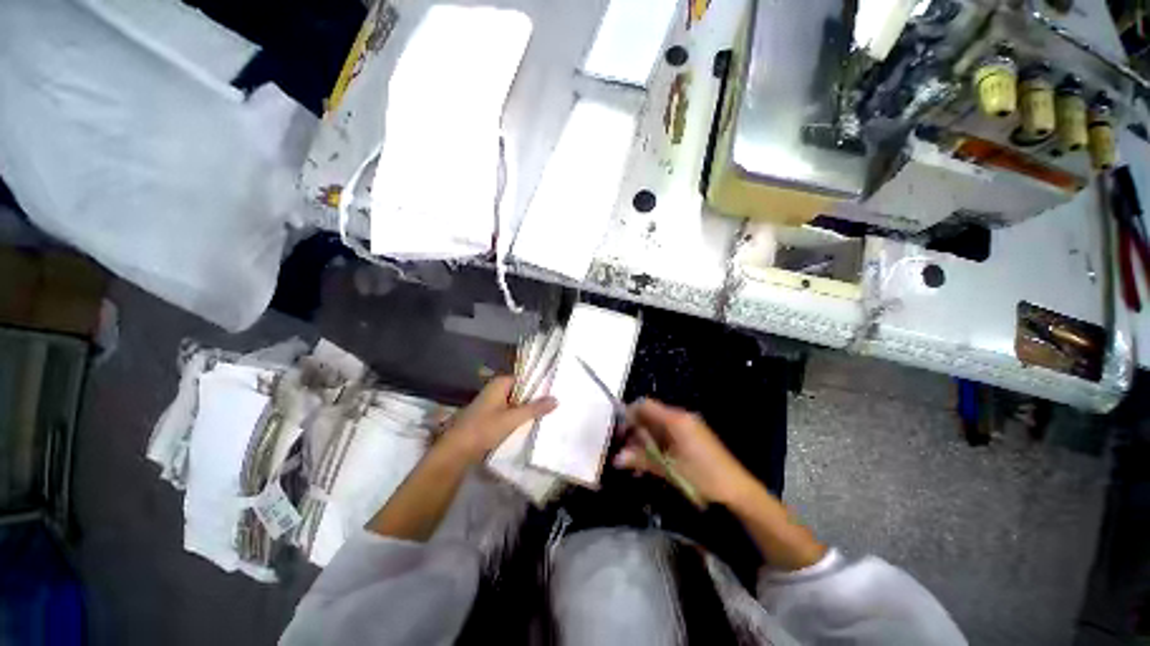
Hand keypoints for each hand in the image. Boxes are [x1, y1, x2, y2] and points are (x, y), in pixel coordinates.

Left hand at [440, 376, 556, 463]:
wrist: (456, 451)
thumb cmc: (484, 428)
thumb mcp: (513, 418)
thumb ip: (535, 408)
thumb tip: (556, 399)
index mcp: (500, 383)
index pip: (525, 378)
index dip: (539, 383)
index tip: (556, 389)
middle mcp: (496, 389)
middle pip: (521, 391)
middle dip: (535, 398)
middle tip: (556, 402)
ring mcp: (492, 404)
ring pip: (516, 403)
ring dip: (528, 409)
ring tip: (549, 413)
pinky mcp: (490, 417)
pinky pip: (510, 413)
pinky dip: (519, 417)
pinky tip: (532, 424)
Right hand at [614, 399, 757, 506]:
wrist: (737, 488)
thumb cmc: (703, 476)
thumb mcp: (669, 469)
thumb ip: (641, 460)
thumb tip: (616, 458)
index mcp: (675, 419)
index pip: (645, 405)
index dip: (629, 415)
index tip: (619, 432)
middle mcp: (680, 417)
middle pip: (650, 416)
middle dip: (635, 432)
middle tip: (625, 451)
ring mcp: (687, 426)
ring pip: (657, 427)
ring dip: (645, 441)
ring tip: (636, 461)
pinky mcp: (692, 436)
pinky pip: (668, 434)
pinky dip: (657, 445)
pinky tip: (652, 463)